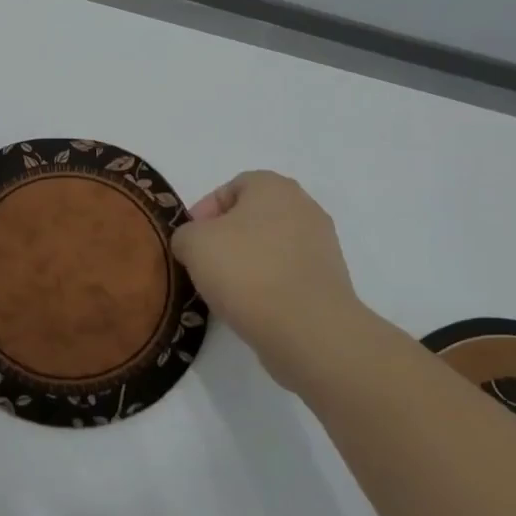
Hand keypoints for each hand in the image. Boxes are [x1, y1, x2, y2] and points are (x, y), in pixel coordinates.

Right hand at [170, 171, 369, 379]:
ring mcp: (322, 245)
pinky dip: (269, 285)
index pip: (230, 189)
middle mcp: (304, 207)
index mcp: (273, 186)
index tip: (190, 242)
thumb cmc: (246, 271)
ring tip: (226, 291)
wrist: (309, 329)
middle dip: (225, 239)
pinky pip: (287, 274)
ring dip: (247, 263)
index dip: (204, 213)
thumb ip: (185, 234)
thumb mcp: (193, 243)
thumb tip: (193, 244)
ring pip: (270, 247)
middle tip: (204, 265)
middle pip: (252, 217)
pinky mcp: (330, 281)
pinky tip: (252, 307)